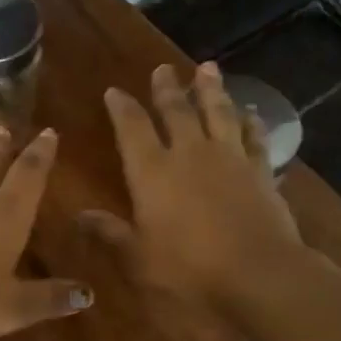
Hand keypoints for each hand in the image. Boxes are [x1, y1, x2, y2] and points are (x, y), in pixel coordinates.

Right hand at [81, 62, 304, 309]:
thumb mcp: (138, 257)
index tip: (114, 91)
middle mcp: (189, 154)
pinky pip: (254, 138)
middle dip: (166, 89)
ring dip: (211, 90)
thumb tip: (79, 216)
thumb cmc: (189, 268)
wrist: (259, 272)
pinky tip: (251, 112)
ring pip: (218, 113)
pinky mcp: (260, 171)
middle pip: (176, 111)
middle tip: (163, 68)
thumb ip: (110, 233)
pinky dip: (251, 122)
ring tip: (208, 68)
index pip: (132, 129)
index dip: (121, 108)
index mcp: (152, 172)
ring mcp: (229, 159)